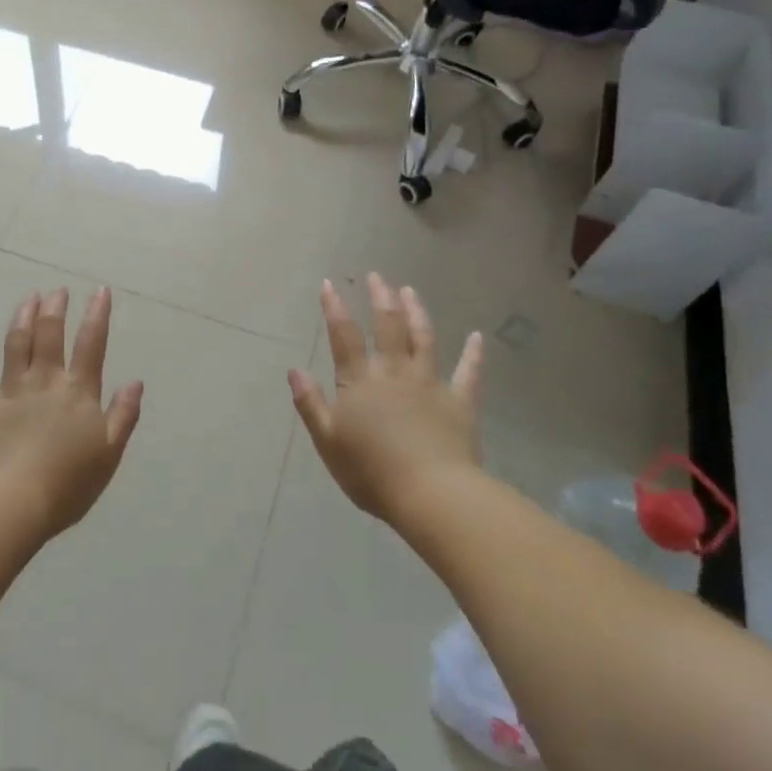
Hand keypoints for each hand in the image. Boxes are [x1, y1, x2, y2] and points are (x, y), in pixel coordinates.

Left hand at [0, 287, 143, 536]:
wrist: (12, 502)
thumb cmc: (67, 484)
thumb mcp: (109, 453)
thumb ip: (123, 415)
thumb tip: (136, 381)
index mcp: (78, 392)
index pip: (91, 344)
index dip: (97, 315)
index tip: (100, 291)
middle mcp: (45, 381)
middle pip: (50, 334)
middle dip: (55, 308)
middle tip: (57, 290)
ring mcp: (11, 390)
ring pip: (16, 343)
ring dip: (23, 316)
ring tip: (29, 297)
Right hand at [288, 274, 484, 523]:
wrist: (431, 494)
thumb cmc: (371, 472)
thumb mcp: (328, 441)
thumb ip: (311, 403)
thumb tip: (294, 369)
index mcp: (360, 381)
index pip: (343, 336)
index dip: (334, 308)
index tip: (329, 284)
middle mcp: (394, 372)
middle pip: (387, 326)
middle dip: (380, 298)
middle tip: (377, 276)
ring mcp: (430, 384)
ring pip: (423, 338)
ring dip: (416, 312)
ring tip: (410, 291)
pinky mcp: (460, 402)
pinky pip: (468, 373)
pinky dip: (473, 354)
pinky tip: (477, 337)